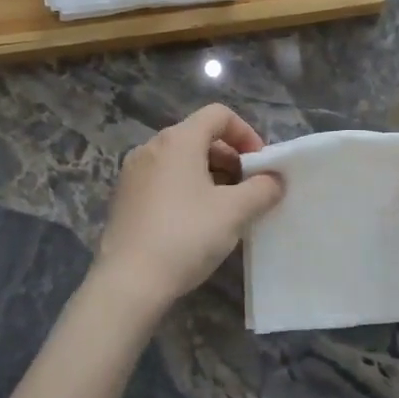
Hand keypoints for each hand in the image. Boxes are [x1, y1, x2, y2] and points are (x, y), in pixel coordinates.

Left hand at [92, 104, 283, 313]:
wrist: (128, 282)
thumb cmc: (186, 236)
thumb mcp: (234, 212)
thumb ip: (262, 189)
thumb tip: (274, 180)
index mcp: (178, 140)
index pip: (218, 115)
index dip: (246, 133)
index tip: (260, 164)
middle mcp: (152, 147)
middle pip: (199, 136)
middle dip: (230, 157)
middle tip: (247, 189)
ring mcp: (133, 172)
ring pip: (180, 159)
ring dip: (209, 174)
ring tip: (225, 208)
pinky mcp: (124, 197)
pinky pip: (163, 179)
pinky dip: (185, 188)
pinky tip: (195, 221)